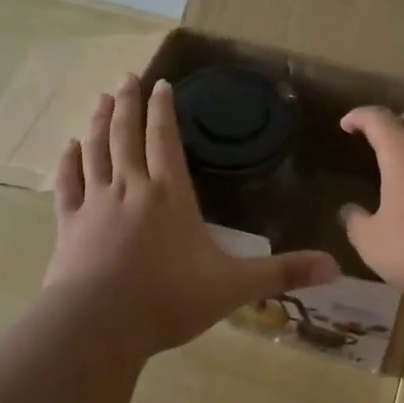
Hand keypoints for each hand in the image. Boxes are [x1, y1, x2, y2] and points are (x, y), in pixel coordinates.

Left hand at [44, 74, 339, 356]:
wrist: (99, 325)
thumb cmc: (169, 300)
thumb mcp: (234, 287)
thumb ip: (282, 273)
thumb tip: (335, 267)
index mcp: (170, 195)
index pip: (165, 140)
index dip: (163, 110)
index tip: (160, 84)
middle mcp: (131, 188)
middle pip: (127, 135)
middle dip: (129, 103)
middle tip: (128, 77)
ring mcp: (95, 204)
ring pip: (96, 151)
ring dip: (99, 122)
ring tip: (102, 99)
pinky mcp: (69, 225)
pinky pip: (68, 184)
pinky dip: (68, 163)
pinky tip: (68, 147)